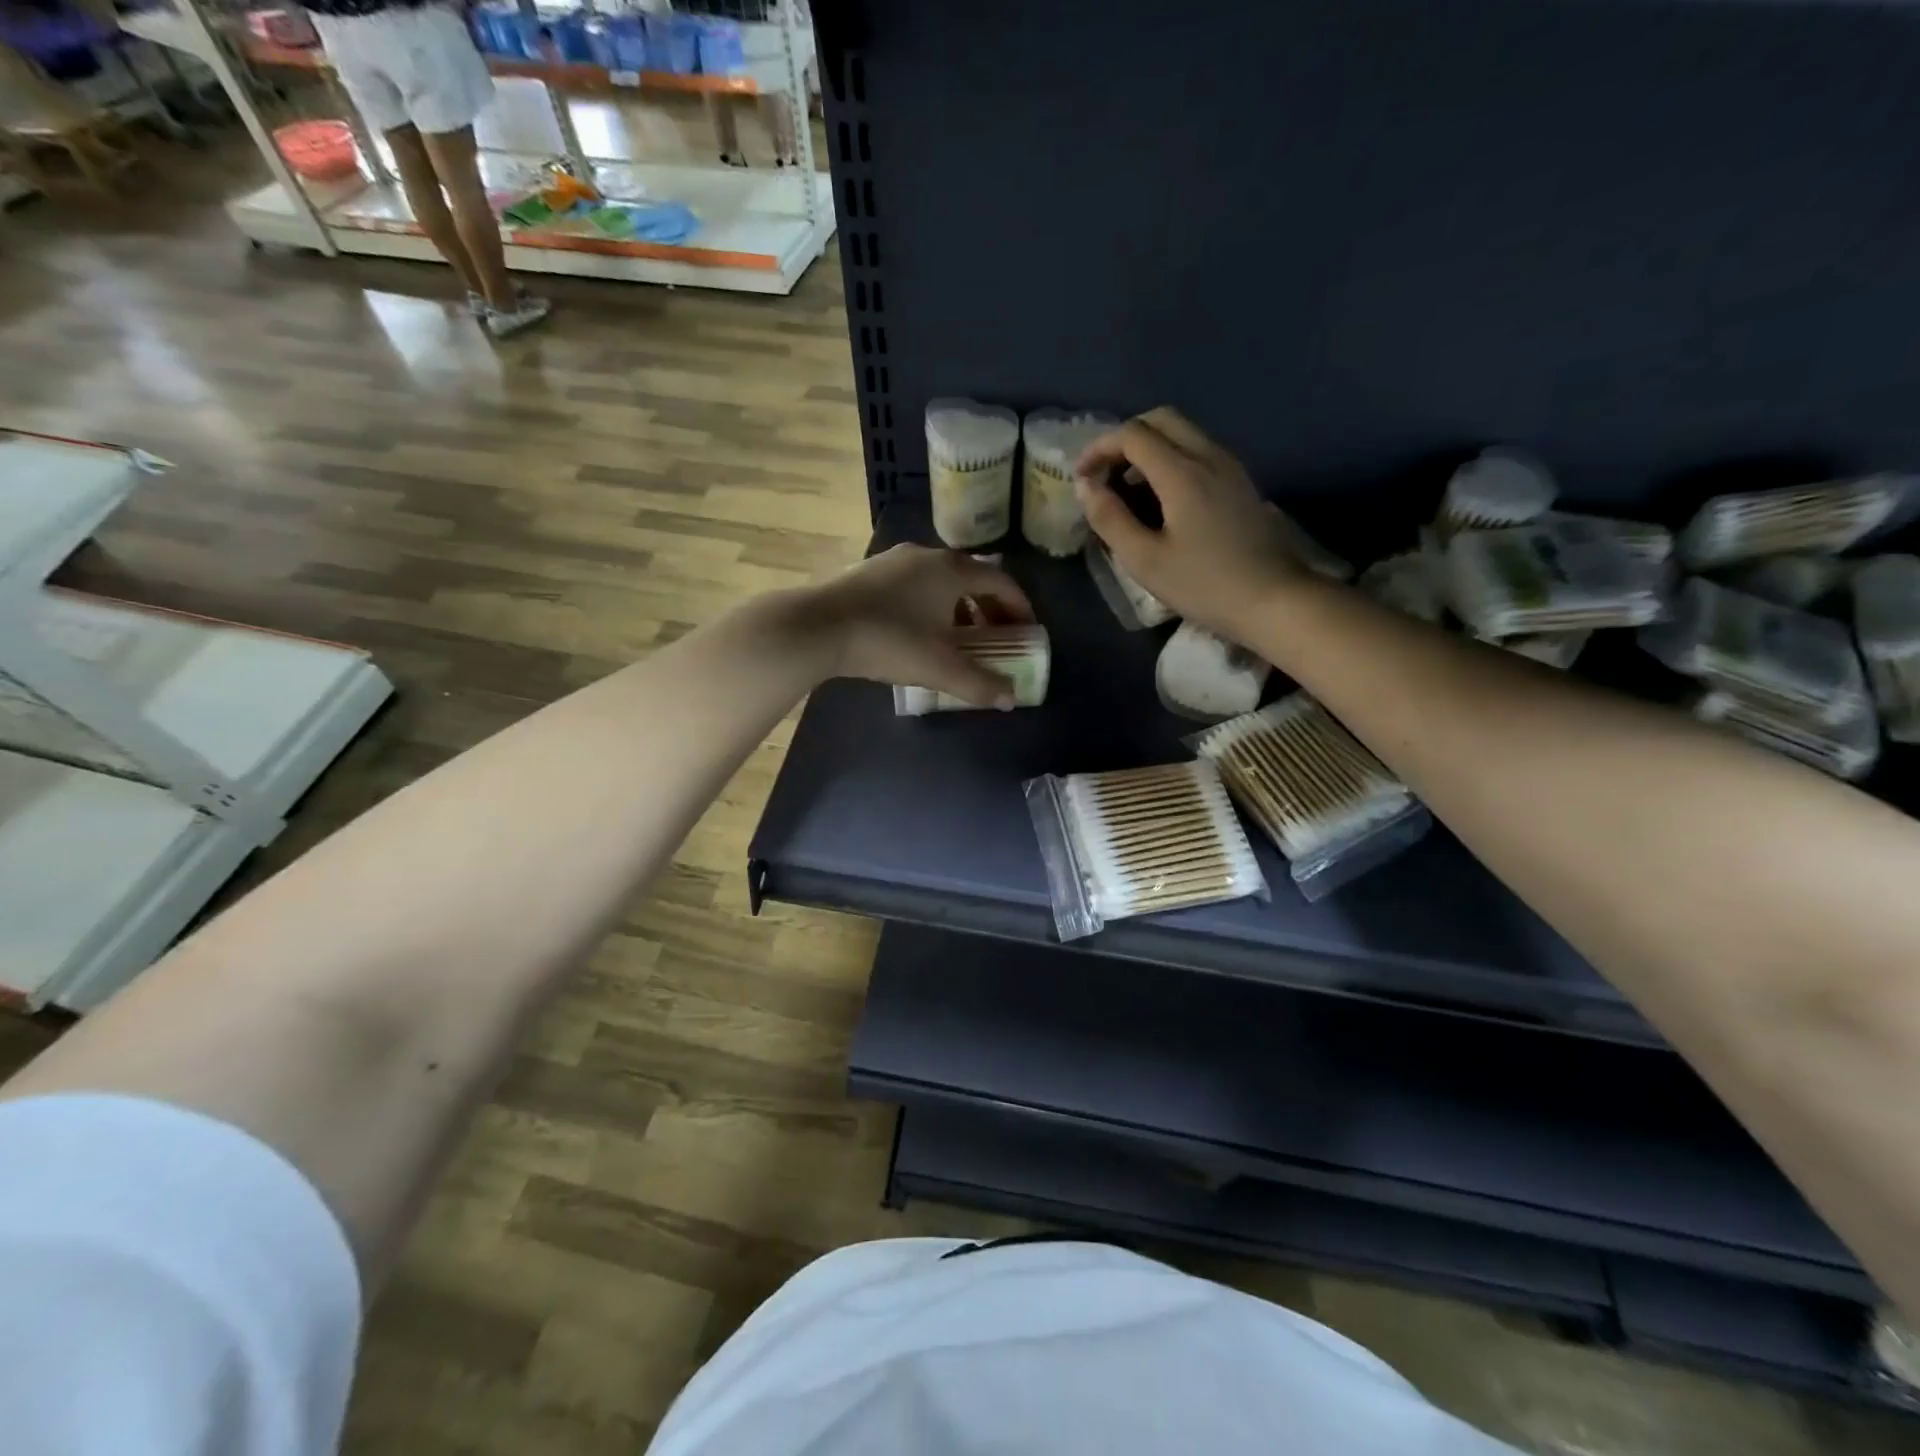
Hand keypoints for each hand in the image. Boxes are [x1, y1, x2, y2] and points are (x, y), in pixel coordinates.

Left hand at [808, 544, 1035, 707]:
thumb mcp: (939, 668)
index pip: (1002, 581)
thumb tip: (1010, 699)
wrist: (818, 626)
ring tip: (958, 639)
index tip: (1027, 631)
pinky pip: (914, 584)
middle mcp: (928, 555)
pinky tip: (917, 631)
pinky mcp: (869, 571)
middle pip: (972, 578)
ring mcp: (895, 560)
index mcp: (953, 570)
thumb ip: (979, 684)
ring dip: (958, 607)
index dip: (1020, 607)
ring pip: (941, 581)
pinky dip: (929, 604)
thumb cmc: (888, 641)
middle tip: (996, 638)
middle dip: (989, 609)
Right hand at [1073, 407, 1304, 640]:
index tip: (1081, 478)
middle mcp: (1208, 456)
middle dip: (1124, 439)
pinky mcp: (1239, 482)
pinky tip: (1159, 499)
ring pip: (1182, 433)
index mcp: (1182, 472)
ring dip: (1148, 448)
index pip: (1132, 434)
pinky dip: (1169, 459)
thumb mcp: (1145, 560)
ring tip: (1126, 489)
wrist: (1274, 599)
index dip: (1099, 448)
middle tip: (1104, 475)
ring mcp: (1229, 466)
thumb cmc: (1204, 584)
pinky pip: (1198, 451)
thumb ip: (1110, 519)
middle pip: (1160, 419)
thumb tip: (1085, 486)